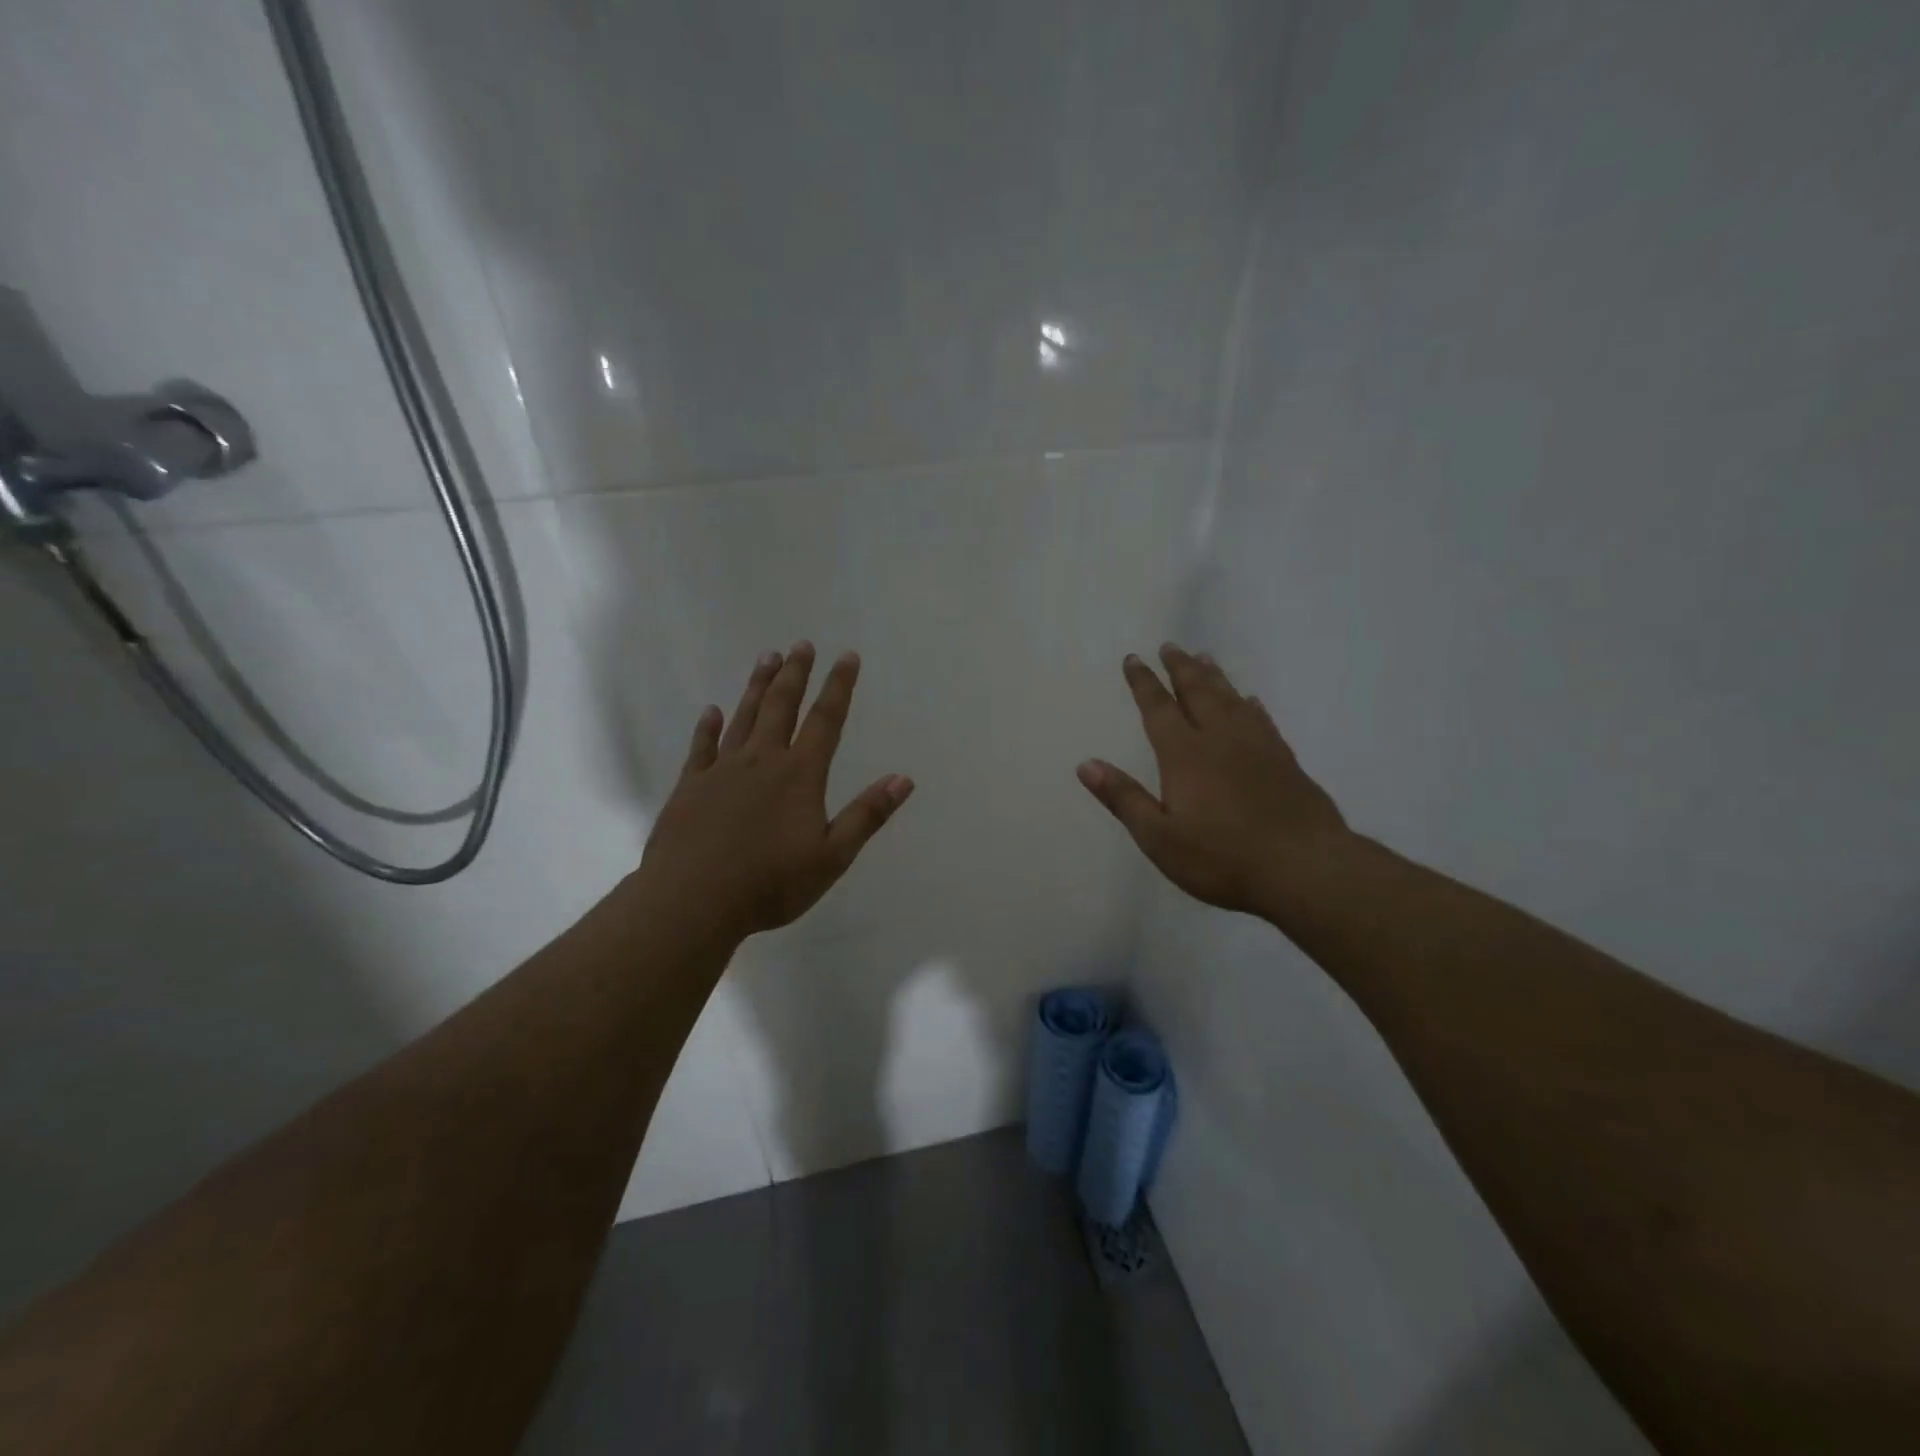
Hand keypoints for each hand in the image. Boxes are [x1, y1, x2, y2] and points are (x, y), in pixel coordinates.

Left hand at [633, 643, 912, 940]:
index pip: (825, 720)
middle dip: (795, 674)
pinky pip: (702, 747)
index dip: (838, 687)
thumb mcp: (832, 856)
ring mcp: (722, 770)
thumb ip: (867, 815)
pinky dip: (708, 727)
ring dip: (758, 687)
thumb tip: (904, 779)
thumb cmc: (770, 883)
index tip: (846, 656)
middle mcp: (762, 760)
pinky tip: (711, 712)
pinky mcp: (690, 786)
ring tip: (767, 658)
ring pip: (744, 717)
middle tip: (801, 644)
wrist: (692, 900)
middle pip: (782, 707)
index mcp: (799, 775)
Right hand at [1078, 644, 1347, 916]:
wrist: (1304, 868)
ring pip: (1231, 699)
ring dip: (1214, 677)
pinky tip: (1250, 701)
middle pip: (1197, 693)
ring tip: (1203, 657)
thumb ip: (1124, 798)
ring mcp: (1257, 747)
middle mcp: (1220, 739)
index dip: (1143, 683)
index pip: (1158, 709)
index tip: (1133, 658)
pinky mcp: (1285, 760)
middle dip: (1179, 668)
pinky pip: (1262, 720)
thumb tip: (1086, 764)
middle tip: (1169, 645)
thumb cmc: (1222, 857)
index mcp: (1184, 755)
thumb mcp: (1159, 838)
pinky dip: (1251, 705)